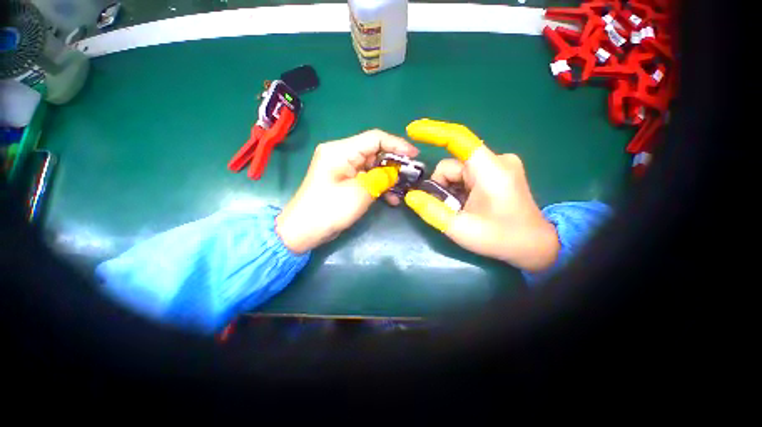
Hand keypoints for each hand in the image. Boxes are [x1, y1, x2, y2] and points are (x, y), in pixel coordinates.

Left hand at [276, 130, 418, 253]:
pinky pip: (366, 178)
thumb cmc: (329, 210)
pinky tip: (390, 199)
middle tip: (411, 176)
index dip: (397, 145)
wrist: (304, 231)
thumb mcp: (360, 193)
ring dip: (388, 178)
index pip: (375, 138)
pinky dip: (378, 186)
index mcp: (341, 150)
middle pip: (375, 152)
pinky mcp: (345, 181)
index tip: (415, 155)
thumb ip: (382, 178)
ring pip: (373, 167)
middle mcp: (341, 154)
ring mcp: (343, 169)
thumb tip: (396, 172)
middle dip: (394, 164)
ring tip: (403, 191)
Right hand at [403, 119, 559, 271]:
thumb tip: (411, 196)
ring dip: (450, 190)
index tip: (412, 131)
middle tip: (448, 209)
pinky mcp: (498, 173)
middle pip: (453, 164)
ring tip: (460, 210)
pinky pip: (467, 175)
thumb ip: (432, 211)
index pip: (458, 138)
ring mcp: (498, 166)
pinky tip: (467, 205)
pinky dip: (459, 189)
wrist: (535, 245)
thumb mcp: (461, 228)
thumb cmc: (501, 238)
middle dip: (442, 186)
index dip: (433, 132)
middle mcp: (496, 160)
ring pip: (458, 171)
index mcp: (490, 169)